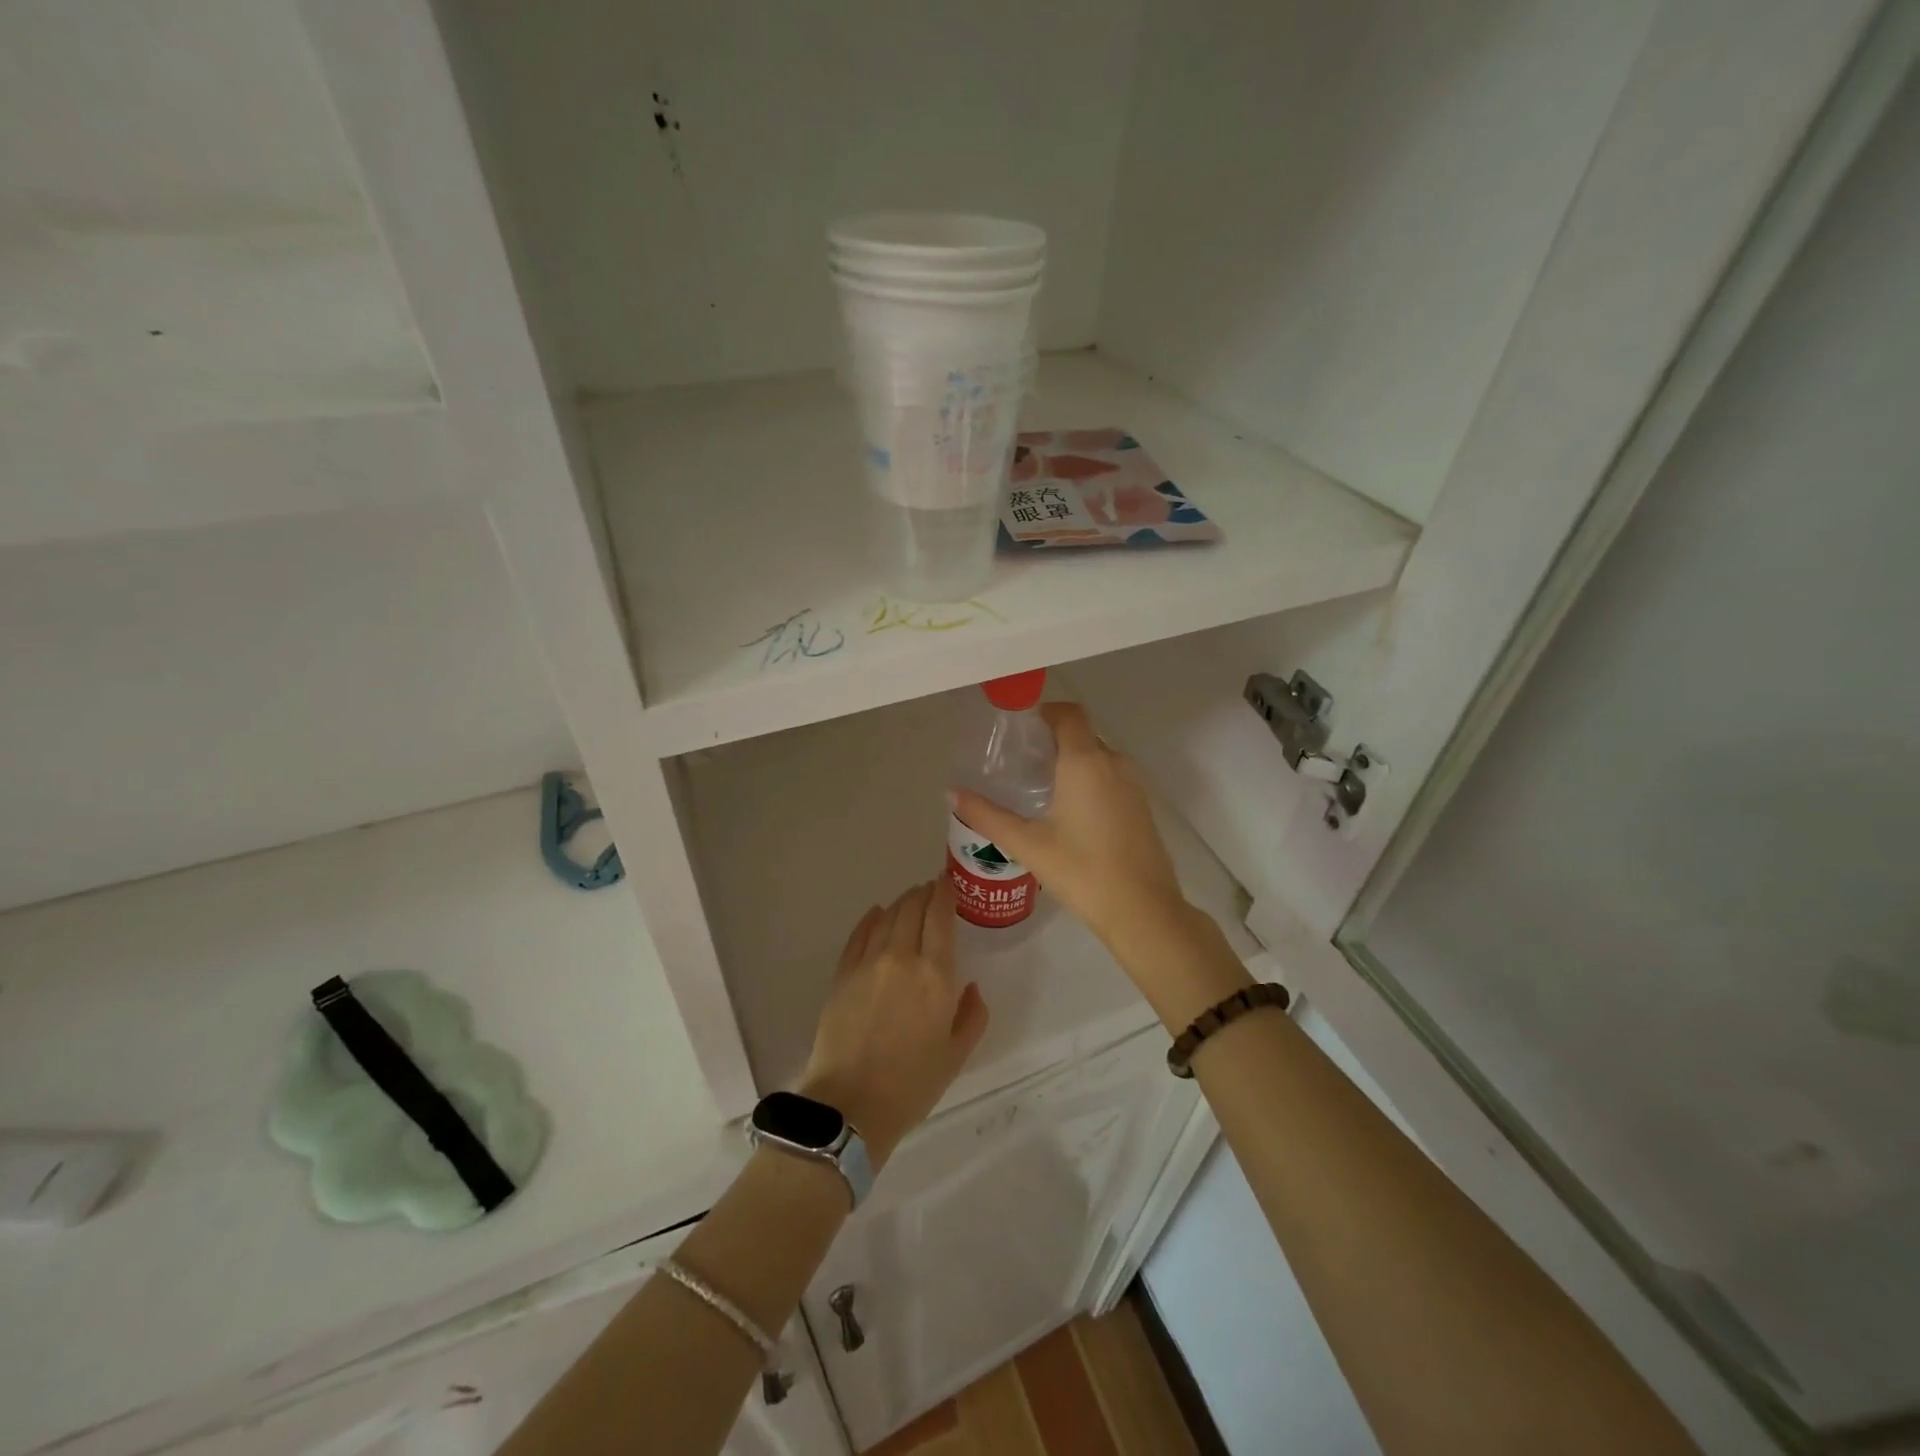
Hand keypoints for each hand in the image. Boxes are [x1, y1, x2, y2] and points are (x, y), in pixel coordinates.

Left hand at [800, 880, 989, 1167]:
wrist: (852, 1106)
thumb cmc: (912, 1084)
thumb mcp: (956, 1054)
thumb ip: (972, 1015)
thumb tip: (971, 987)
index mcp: (936, 975)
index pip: (940, 917)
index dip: (944, 893)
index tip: (946, 881)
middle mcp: (902, 958)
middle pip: (912, 909)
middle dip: (923, 893)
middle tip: (929, 888)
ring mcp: (868, 964)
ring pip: (886, 917)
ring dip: (900, 903)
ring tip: (908, 899)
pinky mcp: (842, 975)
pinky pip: (858, 936)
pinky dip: (870, 920)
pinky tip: (876, 914)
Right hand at [951, 704, 1247, 1029]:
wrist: (1143, 910)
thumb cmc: (1082, 871)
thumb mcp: (1028, 844)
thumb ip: (987, 815)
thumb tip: (952, 794)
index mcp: (1085, 761)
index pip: (1068, 713)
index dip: (1044, 711)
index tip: (1018, 729)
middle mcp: (1113, 762)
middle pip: (1081, 733)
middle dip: (1052, 739)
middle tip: (1019, 762)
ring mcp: (1133, 783)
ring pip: (1097, 755)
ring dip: (1071, 760)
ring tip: (1039, 786)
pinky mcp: (1141, 805)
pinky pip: (1110, 775)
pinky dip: (1088, 778)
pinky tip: (1067, 810)